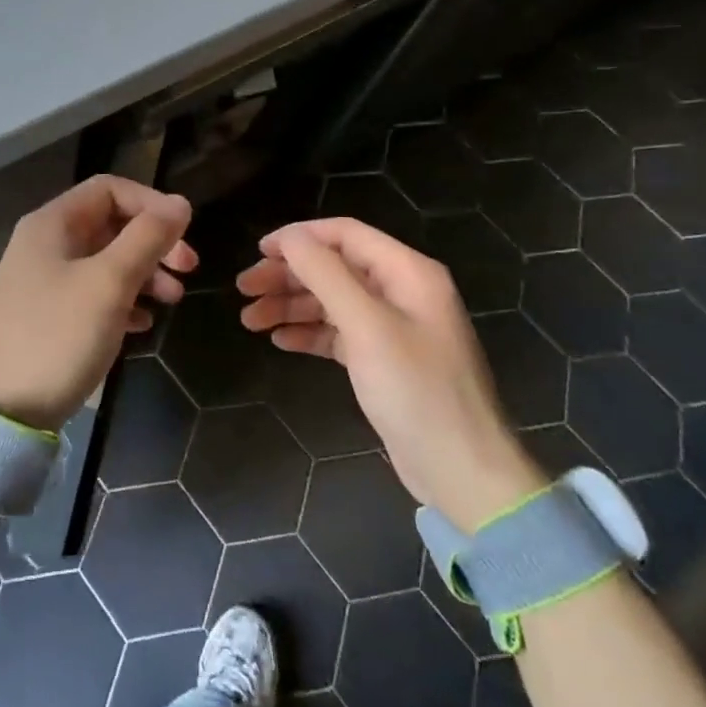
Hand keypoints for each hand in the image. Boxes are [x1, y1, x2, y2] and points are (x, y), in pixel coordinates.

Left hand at [0, 176, 196, 431]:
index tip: (184, 234)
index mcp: (51, 224)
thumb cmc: (59, 337)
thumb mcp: (109, 284)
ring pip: (104, 260)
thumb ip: (147, 239)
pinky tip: (143, 324)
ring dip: (143, 273)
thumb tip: (180, 203)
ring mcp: (43, 281)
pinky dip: (122, 300)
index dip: (152, 203)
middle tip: (189, 269)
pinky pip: (92, 293)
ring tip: (173, 301)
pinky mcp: (47, 315)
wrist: (4, 411)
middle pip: (109, 224)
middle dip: (153, 242)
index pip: (109, 189)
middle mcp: (44, 243)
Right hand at [237, 218, 542, 528]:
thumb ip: (326, 275)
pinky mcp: (383, 360)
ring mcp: (393, 328)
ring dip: (290, 306)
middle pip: (333, 267)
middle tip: (244, 290)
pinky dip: (308, 333)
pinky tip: (280, 341)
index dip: (299, 238)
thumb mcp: (366, 326)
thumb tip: (289, 238)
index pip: (344, 234)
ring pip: (331, 301)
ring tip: (250, 320)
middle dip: (288, 275)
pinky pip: (338, 333)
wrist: (461, 472)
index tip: (257, 251)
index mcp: (407, 272)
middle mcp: (401, 292)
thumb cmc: (415, 390)